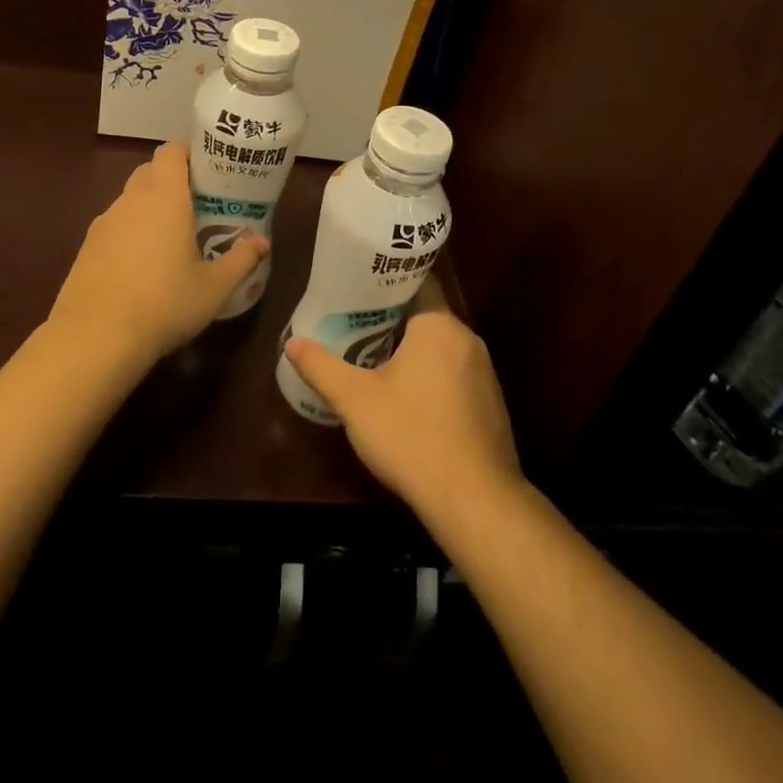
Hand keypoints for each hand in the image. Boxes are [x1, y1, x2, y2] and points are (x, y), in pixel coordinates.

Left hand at [48, 142, 266, 363]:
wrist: (95, 338)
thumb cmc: (164, 303)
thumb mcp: (214, 287)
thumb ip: (241, 260)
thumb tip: (262, 243)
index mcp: (164, 197)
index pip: (171, 151)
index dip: (189, 153)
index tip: (208, 171)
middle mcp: (131, 200)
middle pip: (150, 171)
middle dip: (172, 180)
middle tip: (196, 205)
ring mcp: (104, 223)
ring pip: (130, 199)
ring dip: (150, 207)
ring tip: (171, 239)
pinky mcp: (86, 247)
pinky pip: (114, 226)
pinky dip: (130, 232)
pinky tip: (141, 265)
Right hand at [283, 279, 521, 522]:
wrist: (475, 500)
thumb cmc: (412, 436)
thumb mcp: (355, 400)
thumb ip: (321, 367)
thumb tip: (292, 343)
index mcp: (439, 325)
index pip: (417, 282)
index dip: (386, 282)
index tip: (358, 287)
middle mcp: (467, 340)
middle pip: (426, 316)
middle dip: (392, 320)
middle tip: (355, 324)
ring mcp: (484, 373)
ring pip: (441, 348)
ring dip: (413, 351)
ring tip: (374, 359)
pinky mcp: (491, 404)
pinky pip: (456, 375)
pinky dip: (432, 377)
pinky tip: (408, 400)